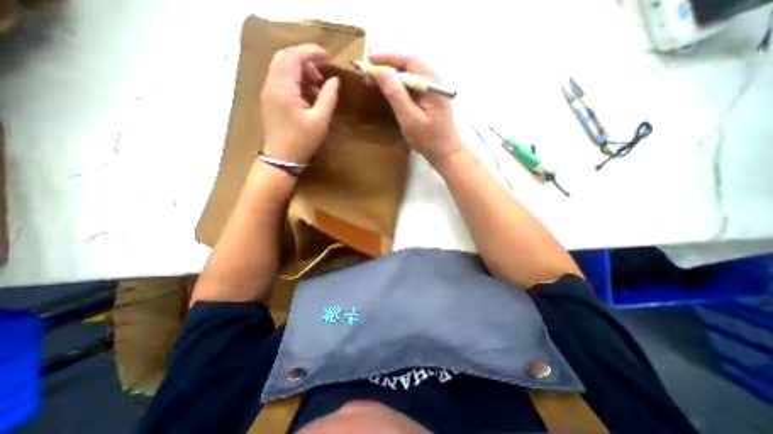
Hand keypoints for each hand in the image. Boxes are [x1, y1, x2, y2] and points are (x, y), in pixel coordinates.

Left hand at [261, 44, 338, 163]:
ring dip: (301, 71)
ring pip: (283, 68)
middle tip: (322, 73)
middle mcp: (271, 84)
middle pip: (285, 57)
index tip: (328, 57)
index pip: (294, 56)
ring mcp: (268, 91)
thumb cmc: (302, 141)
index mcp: (283, 87)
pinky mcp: (270, 99)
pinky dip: (295, 81)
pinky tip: (307, 95)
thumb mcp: (320, 120)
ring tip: (317, 87)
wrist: (282, 158)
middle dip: (305, 60)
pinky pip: (281, 80)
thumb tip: (335, 80)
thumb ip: (328, 97)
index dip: (312, 52)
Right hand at [371, 50, 459, 165]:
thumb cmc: (429, 139)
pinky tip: (387, 90)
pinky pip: (411, 87)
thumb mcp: (410, 119)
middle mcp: (433, 82)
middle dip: (387, 66)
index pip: (409, 61)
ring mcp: (432, 91)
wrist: (445, 153)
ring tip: (373, 80)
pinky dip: (397, 86)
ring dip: (391, 76)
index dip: (388, 57)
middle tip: (367, 72)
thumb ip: (396, 95)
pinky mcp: (428, 100)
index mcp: (432, 84)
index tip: (369, 60)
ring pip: (409, 76)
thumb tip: (381, 72)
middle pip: (409, 65)